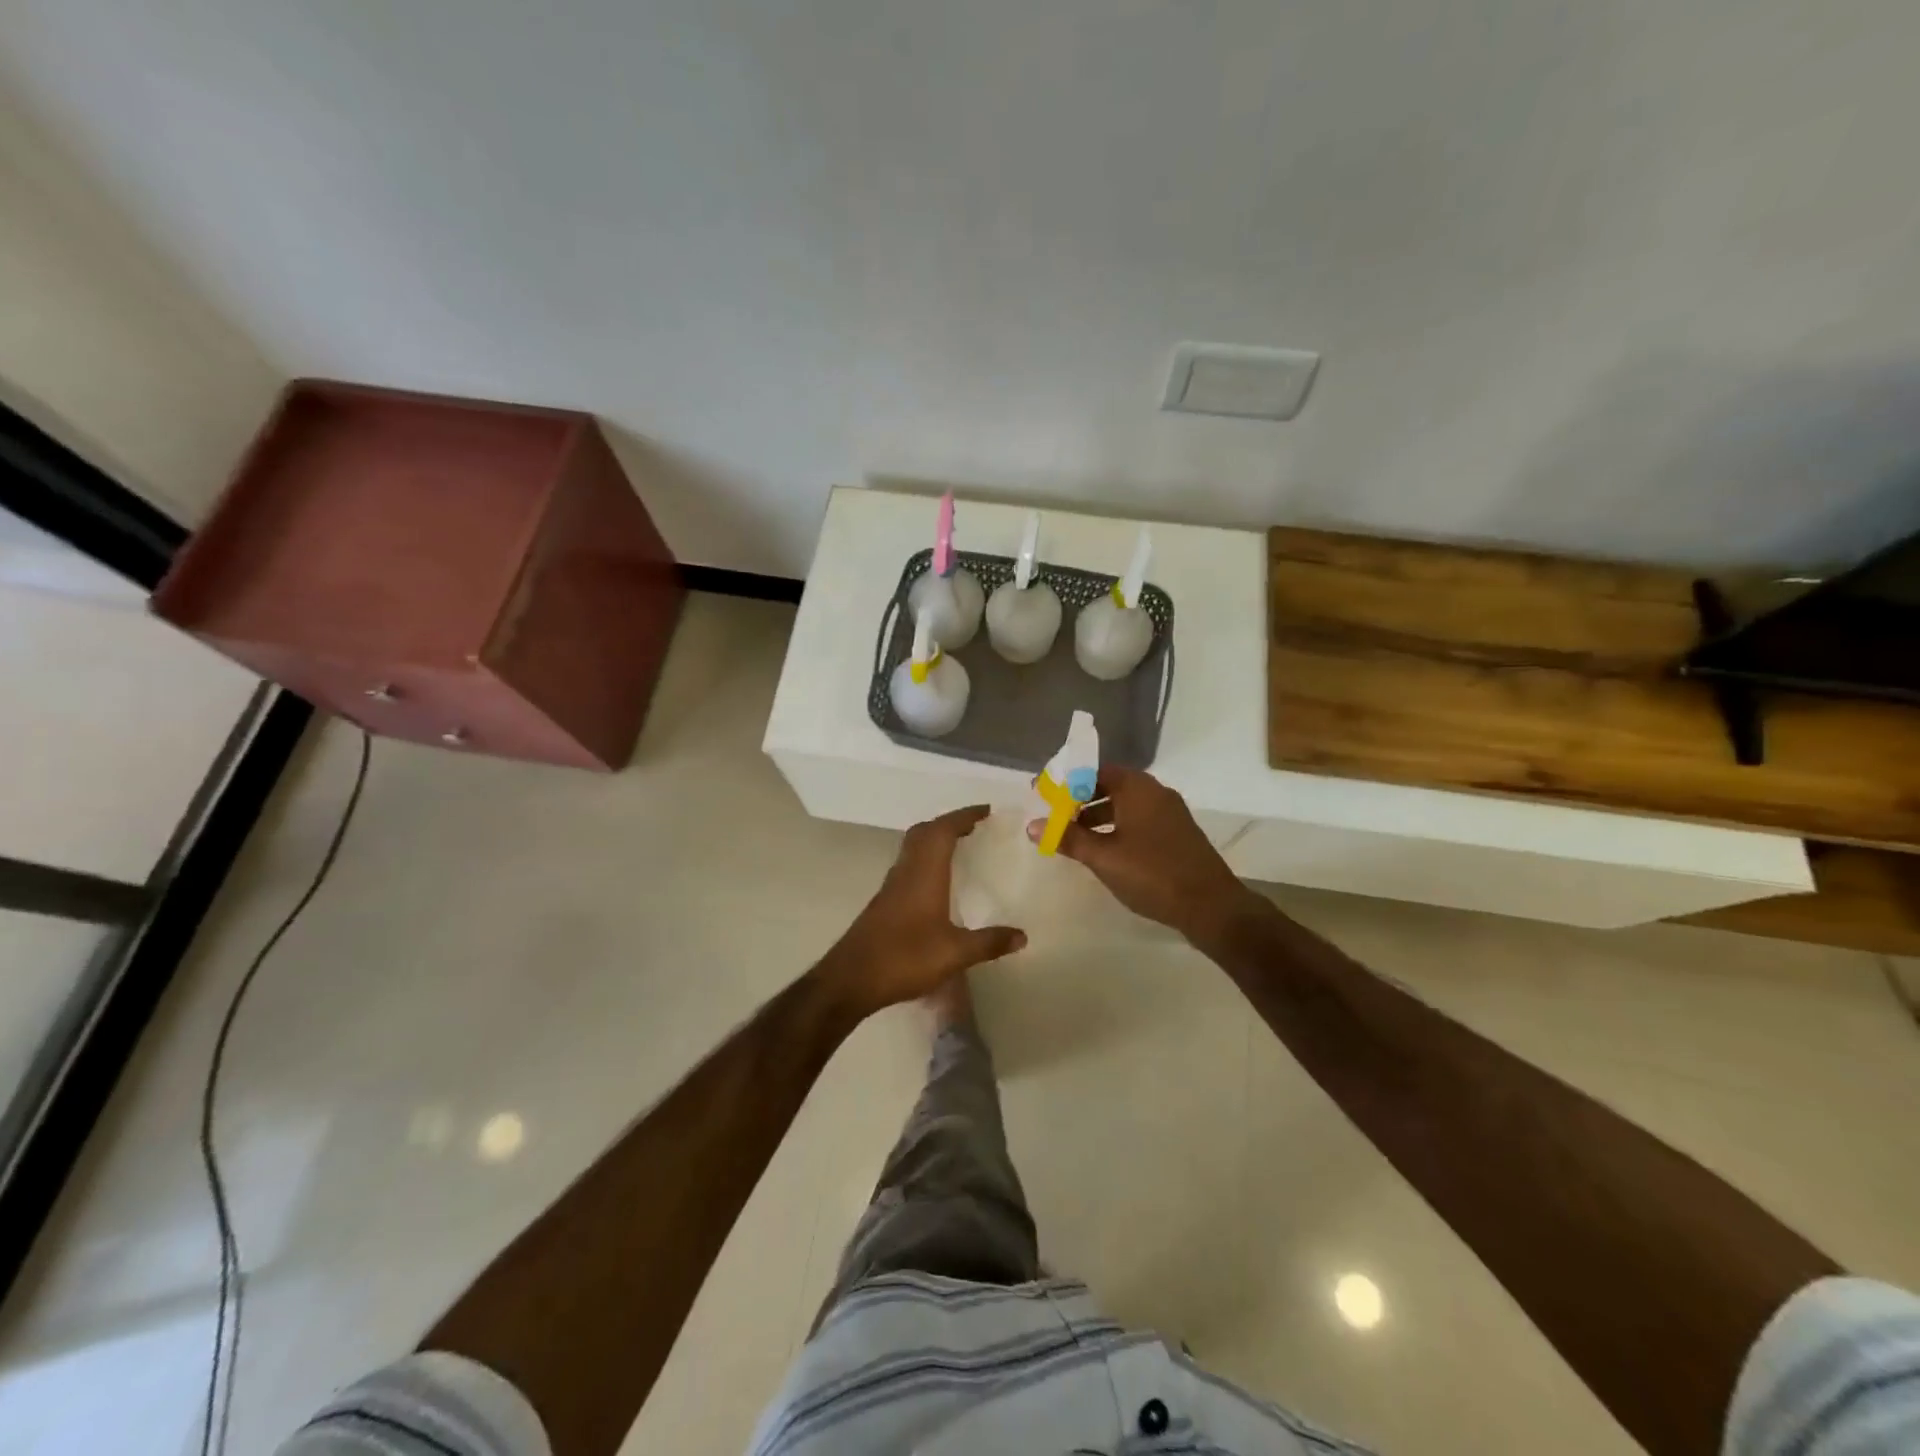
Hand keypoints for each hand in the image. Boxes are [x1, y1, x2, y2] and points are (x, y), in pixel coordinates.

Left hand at [818, 806, 1026, 1016]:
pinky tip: (936, 882)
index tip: (985, 811)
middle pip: (924, 832)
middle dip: (948, 823)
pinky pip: (908, 866)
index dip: (963, 816)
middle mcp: (906, 872)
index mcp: (924, 874)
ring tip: (958, 847)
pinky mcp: (884, 902)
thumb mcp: (954, 953)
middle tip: (973, 826)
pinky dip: (925, 859)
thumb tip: (1022, 936)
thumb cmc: (904, 958)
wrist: (851, 979)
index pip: (943, 830)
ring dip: (934, 839)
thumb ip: (989, 943)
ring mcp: (891, 887)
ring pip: (913, 848)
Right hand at [1027, 767, 1256, 943]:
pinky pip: (1139, 819)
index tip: (1043, 792)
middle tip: (1055, 816)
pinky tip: (1106, 850)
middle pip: (1110, 784)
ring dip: (1098, 815)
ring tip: (1075, 836)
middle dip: (1080, 798)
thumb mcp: (1103, 857)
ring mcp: (1170, 813)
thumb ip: (1068, 838)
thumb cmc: (1152, 874)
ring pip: (1125, 804)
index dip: (1066, 780)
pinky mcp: (1177, 833)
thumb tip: (1033, 826)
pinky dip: (1117, 826)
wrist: (1211, 906)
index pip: (1094, 770)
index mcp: (1137, 788)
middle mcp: (1155, 792)